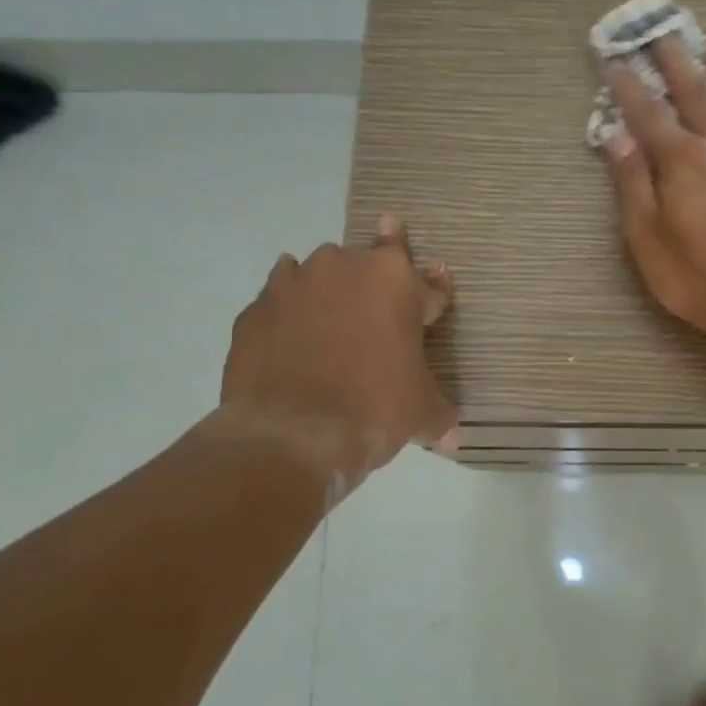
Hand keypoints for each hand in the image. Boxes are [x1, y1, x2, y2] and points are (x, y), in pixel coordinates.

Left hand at [218, 216, 456, 489]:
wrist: (292, 435)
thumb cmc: (375, 408)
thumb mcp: (422, 412)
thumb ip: (438, 413)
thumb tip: (451, 439)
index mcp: (395, 280)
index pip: (427, 282)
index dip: (432, 298)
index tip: (430, 310)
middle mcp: (344, 266)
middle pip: (367, 266)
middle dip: (375, 289)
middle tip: (377, 325)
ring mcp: (293, 283)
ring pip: (317, 275)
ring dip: (327, 294)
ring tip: (329, 331)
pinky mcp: (254, 309)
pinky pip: (278, 303)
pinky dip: (287, 318)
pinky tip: (290, 344)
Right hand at [601, 36, 705, 341]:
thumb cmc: (695, 276)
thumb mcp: (646, 237)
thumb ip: (632, 183)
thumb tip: (616, 135)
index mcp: (682, 160)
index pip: (648, 115)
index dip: (630, 88)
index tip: (616, 60)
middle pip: (696, 95)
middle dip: (677, 63)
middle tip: (665, 33)